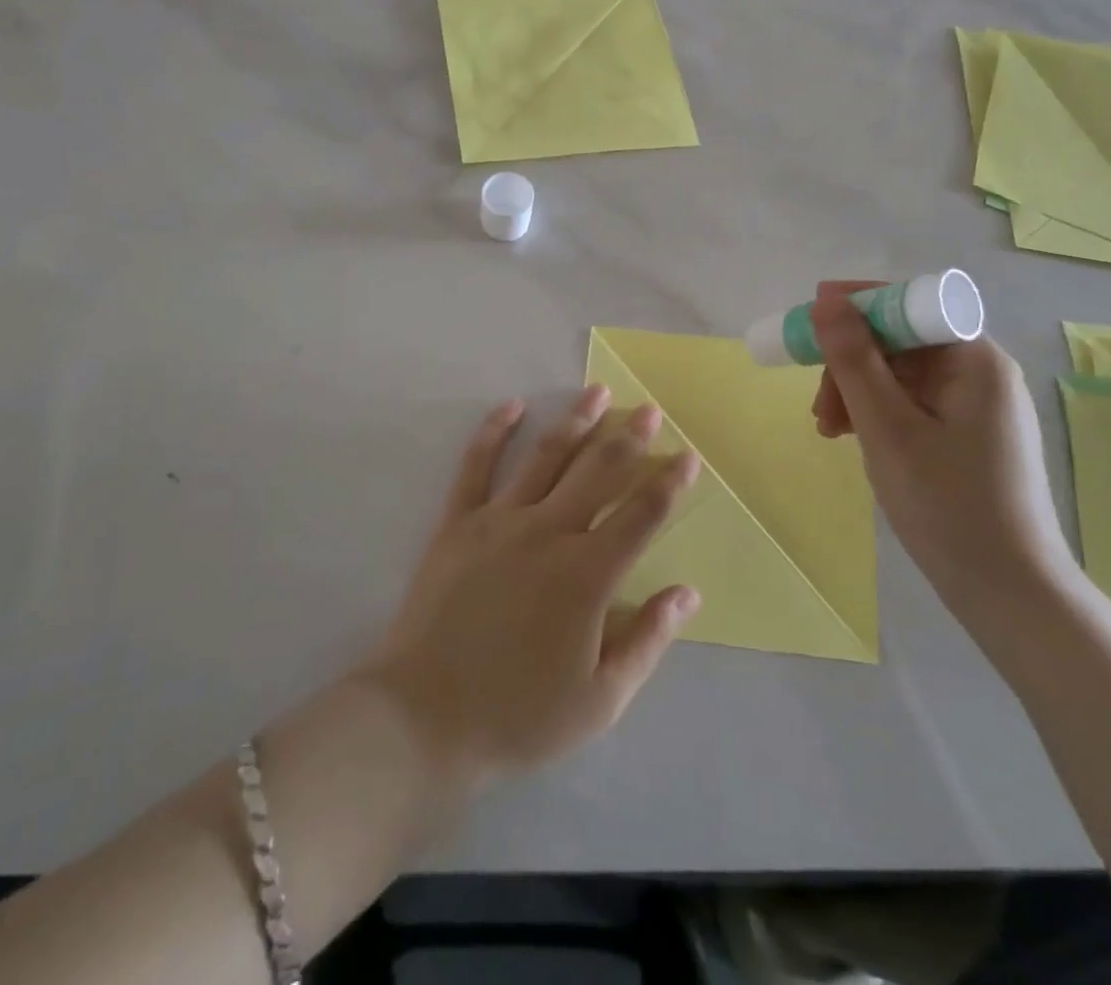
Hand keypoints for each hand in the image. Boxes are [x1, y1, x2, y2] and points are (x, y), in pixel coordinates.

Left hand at [356, 387, 701, 787]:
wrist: (423, 717)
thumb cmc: (517, 715)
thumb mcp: (599, 700)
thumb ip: (647, 641)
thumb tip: (687, 592)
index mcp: (587, 574)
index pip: (640, 516)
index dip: (668, 483)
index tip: (688, 456)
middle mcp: (548, 532)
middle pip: (598, 472)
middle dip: (628, 438)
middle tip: (648, 410)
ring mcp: (499, 521)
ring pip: (546, 457)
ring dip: (576, 422)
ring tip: (597, 392)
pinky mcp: (457, 522)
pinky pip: (477, 466)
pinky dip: (494, 431)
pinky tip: (513, 406)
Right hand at [810, 282, 1076, 619]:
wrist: (1008, 592)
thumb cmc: (947, 504)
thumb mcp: (887, 428)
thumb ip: (854, 359)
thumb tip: (826, 301)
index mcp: (975, 359)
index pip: (909, 304)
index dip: (857, 306)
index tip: (809, 322)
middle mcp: (980, 371)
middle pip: (901, 341)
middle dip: (850, 363)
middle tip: (817, 404)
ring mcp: (975, 404)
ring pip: (900, 374)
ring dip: (856, 391)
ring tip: (827, 430)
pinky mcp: (967, 433)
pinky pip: (911, 403)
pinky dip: (876, 413)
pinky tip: (850, 437)